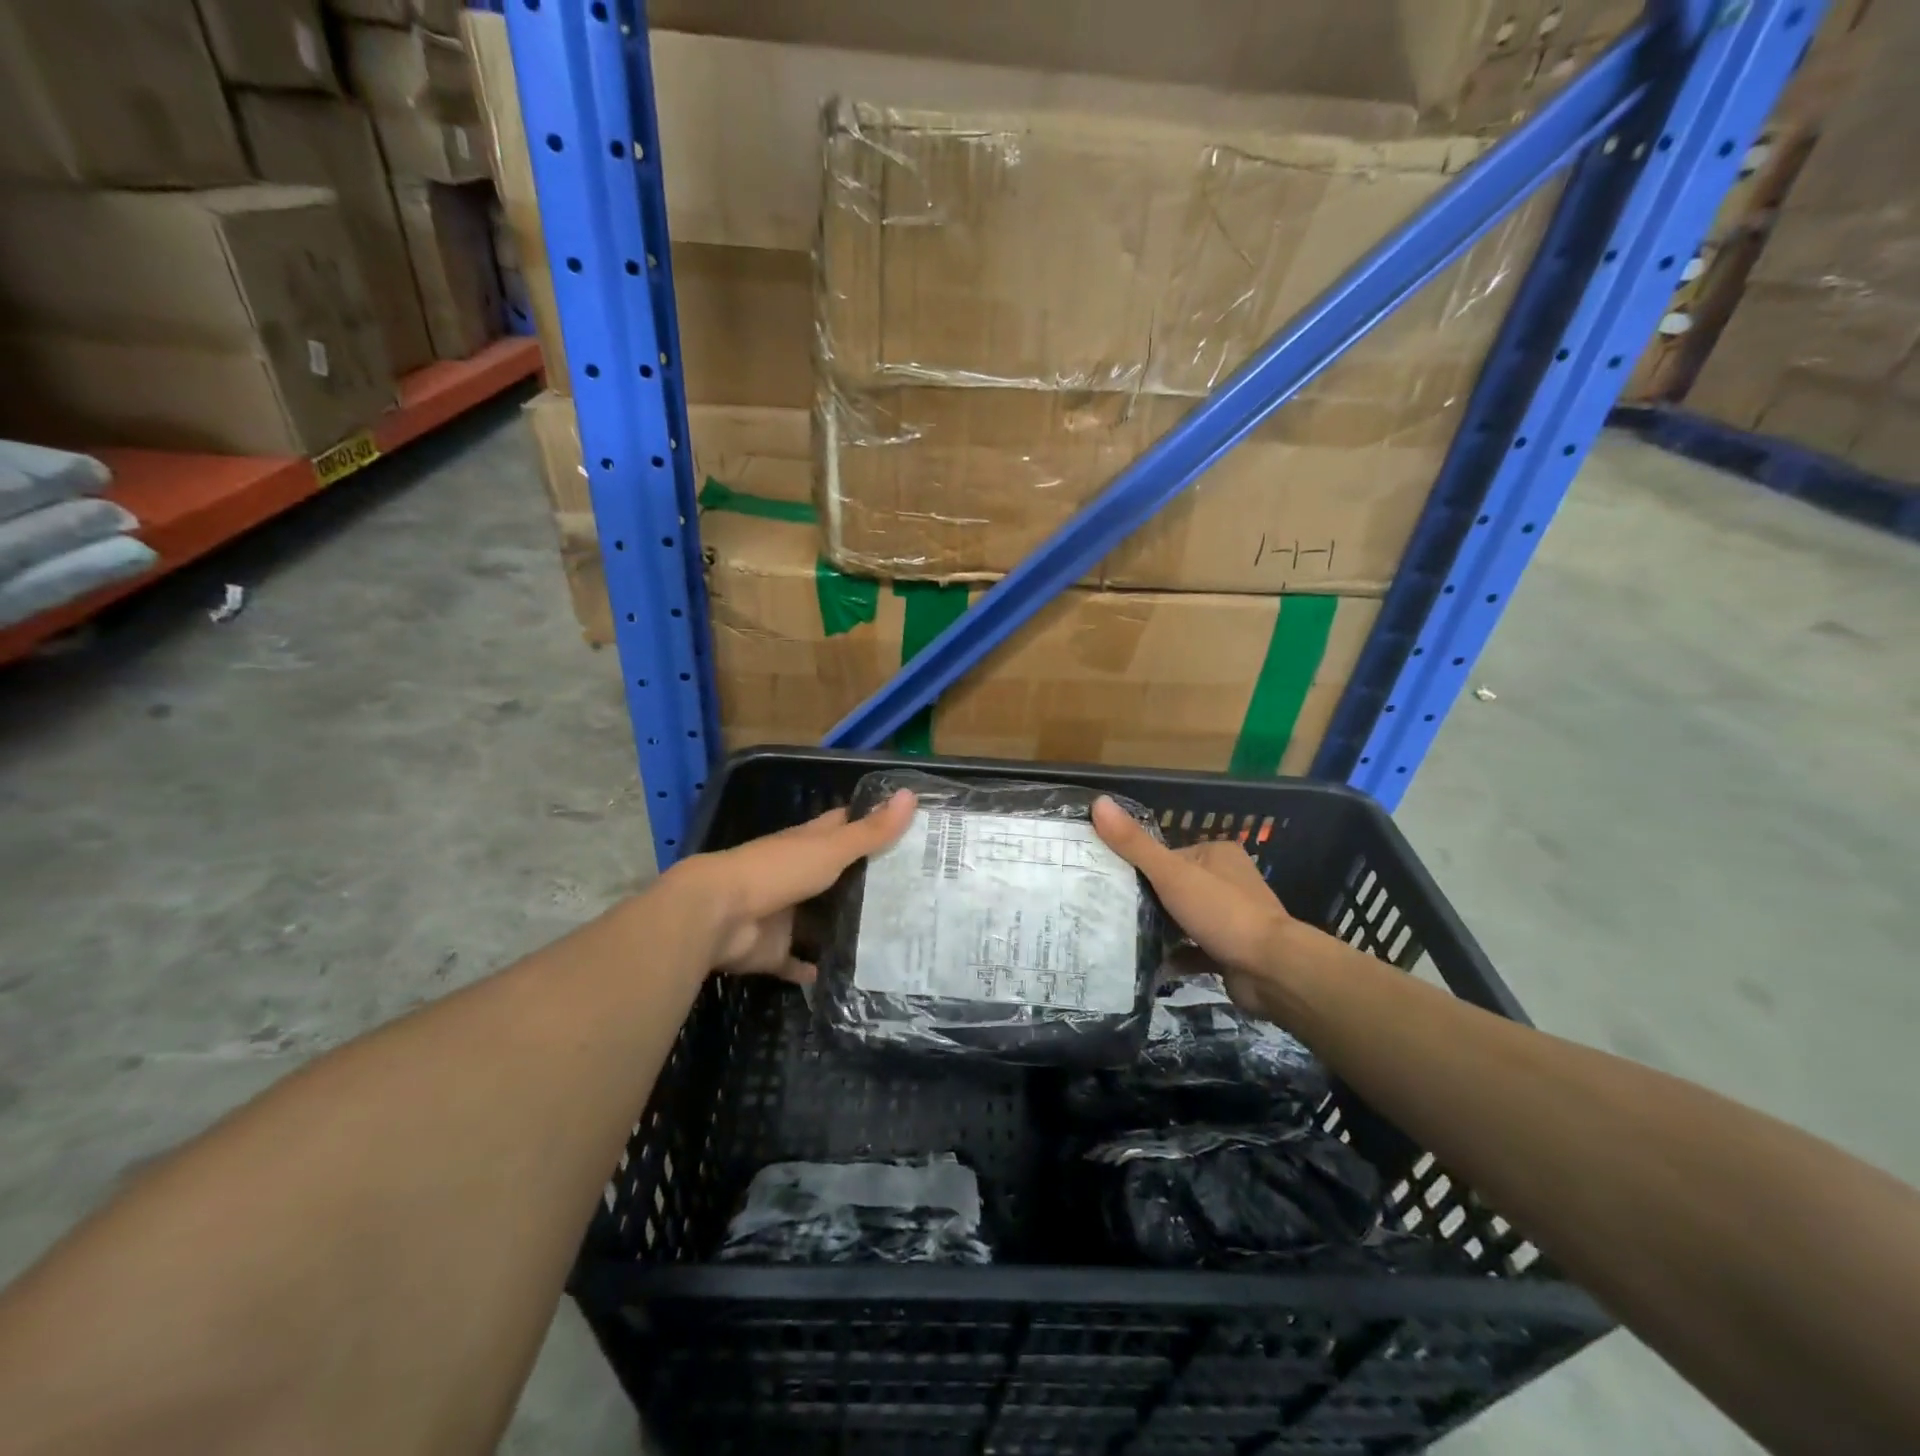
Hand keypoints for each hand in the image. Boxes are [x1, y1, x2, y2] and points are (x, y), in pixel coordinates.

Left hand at [671, 790, 916, 981]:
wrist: (718, 916)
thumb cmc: (777, 871)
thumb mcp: (831, 849)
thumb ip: (870, 831)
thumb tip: (912, 794)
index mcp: (808, 844)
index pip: (844, 826)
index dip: (872, 824)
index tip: (909, 831)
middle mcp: (797, 874)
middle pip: (838, 875)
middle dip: (868, 882)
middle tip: (915, 893)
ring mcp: (785, 913)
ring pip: (821, 919)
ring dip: (846, 927)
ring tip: (893, 937)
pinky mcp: (775, 949)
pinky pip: (799, 962)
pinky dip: (815, 969)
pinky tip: (847, 977)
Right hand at [1092, 796, 1298, 1008]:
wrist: (1272, 970)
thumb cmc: (1222, 912)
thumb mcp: (1171, 874)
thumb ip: (1134, 844)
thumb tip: (1098, 802)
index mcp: (1217, 854)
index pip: (1168, 855)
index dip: (1140, 869)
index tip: (1110, 882)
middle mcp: (1228, 881)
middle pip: (1175, 886)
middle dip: (1149, 900)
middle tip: (1111, 911)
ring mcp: (1232, 917)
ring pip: (1185, 918)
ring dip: (1161, 928)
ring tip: (1123, 935)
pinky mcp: (1232, 949)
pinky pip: (1195, 949)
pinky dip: (1176, 956)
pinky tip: (1150, 963)